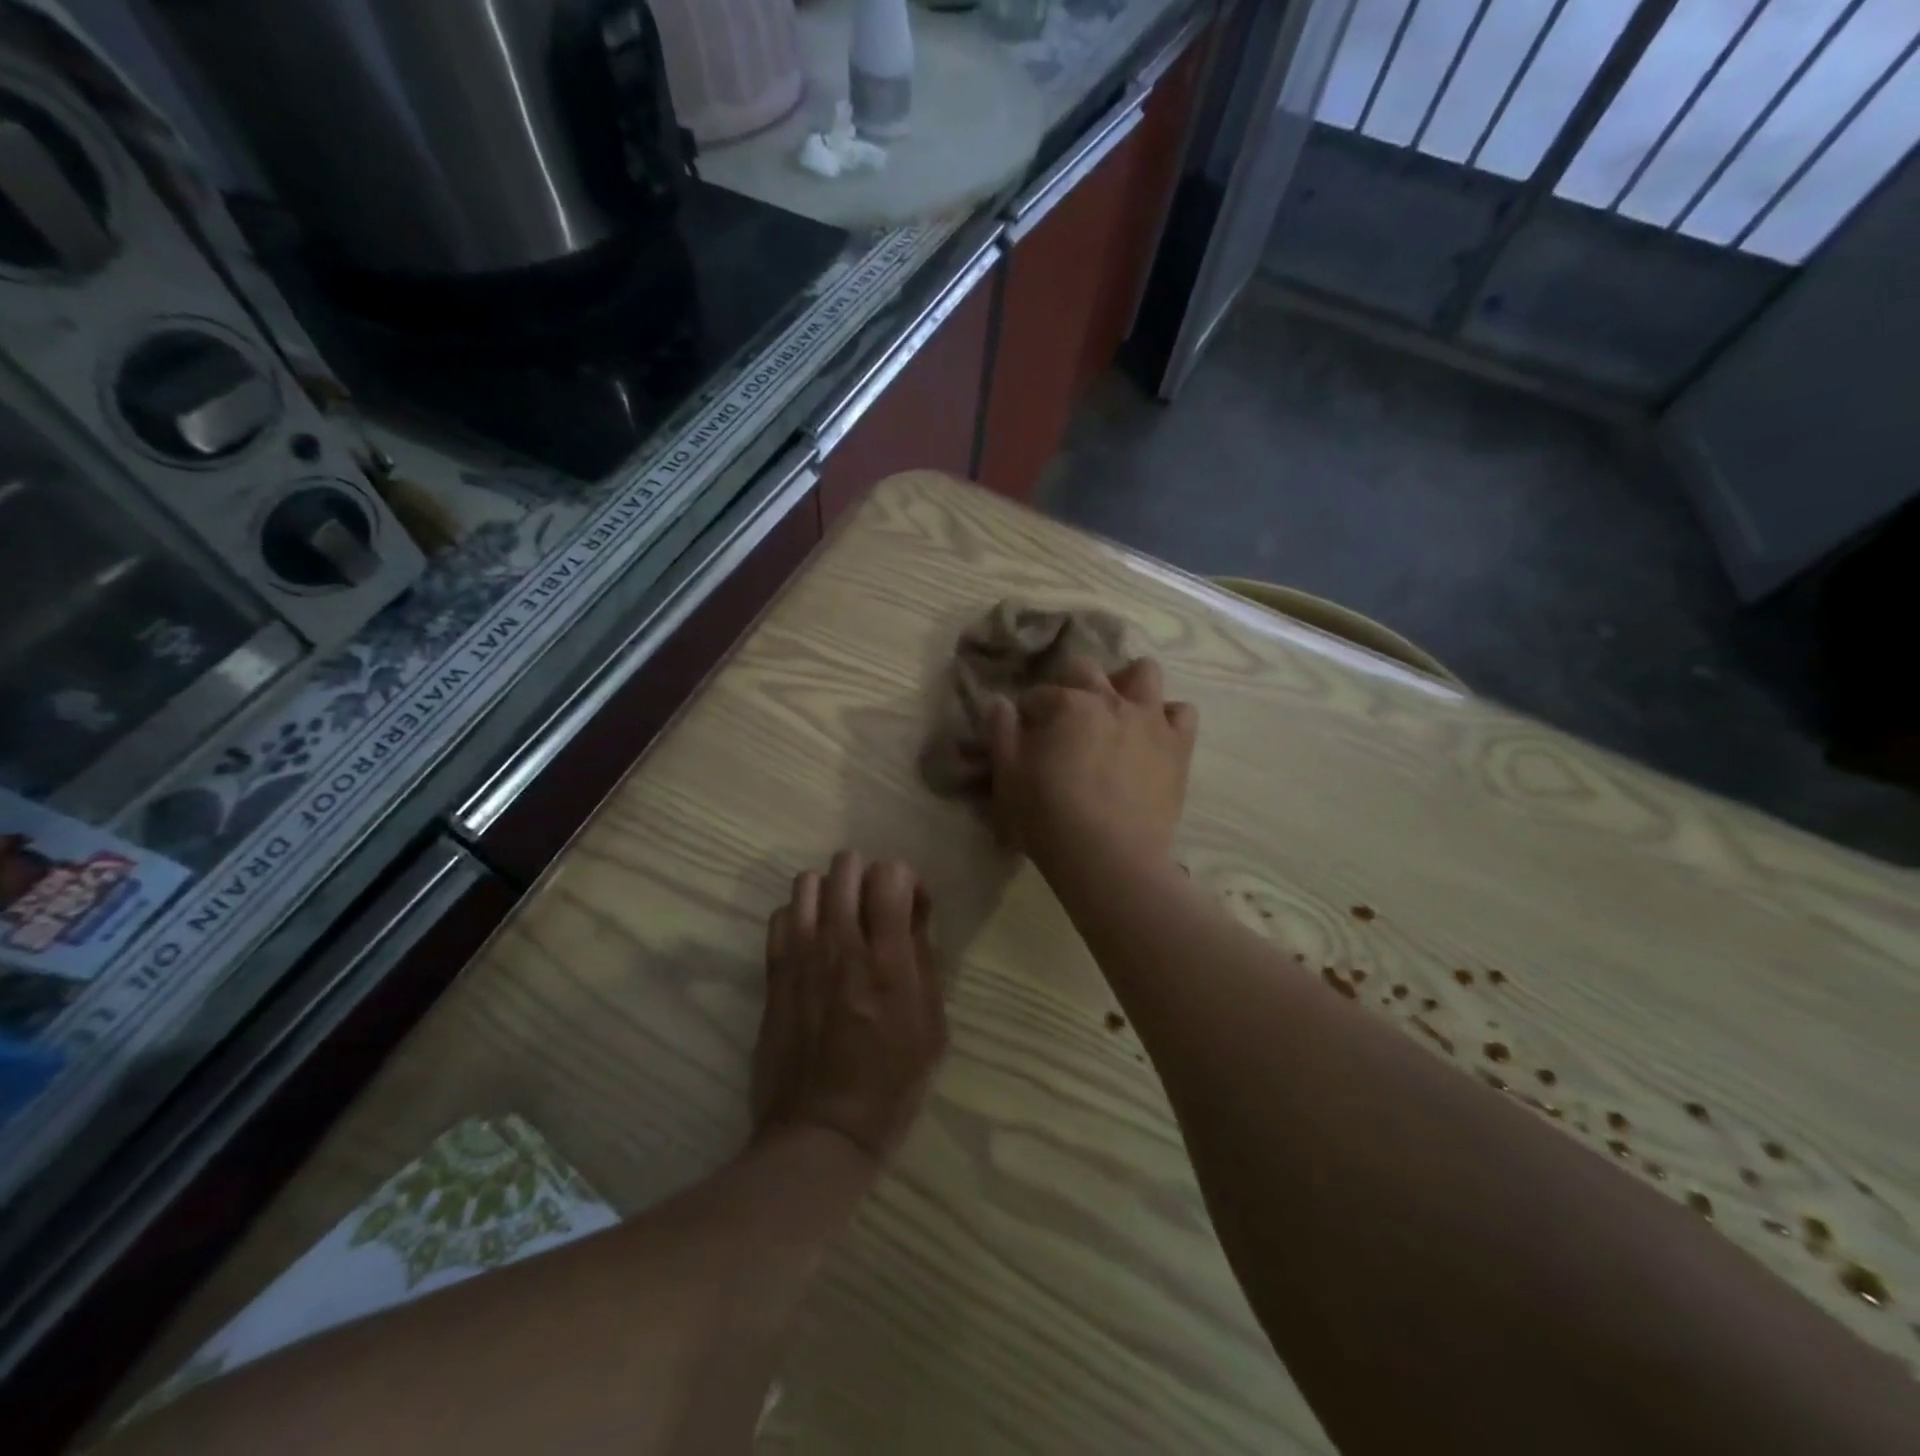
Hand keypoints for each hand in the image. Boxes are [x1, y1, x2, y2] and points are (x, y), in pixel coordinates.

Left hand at [752, 852, 946, 1166]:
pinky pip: (780, 916)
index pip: (891, 873)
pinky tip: (810, 942)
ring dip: (829, 892)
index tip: (908, 906)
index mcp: (889, 959)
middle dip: (866, 875)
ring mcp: (801, 957)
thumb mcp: (932, 1026)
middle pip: (846, 866)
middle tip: (873, 907)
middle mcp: (842, 945)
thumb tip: (915, 914)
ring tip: (839, 920)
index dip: (904, 880)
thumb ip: (925, 961)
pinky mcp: (774, 973)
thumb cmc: (891, 1084)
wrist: (821, 1131)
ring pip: (807, 883)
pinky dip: (798, 917)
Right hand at [986, 654, 1197, 869]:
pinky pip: (1183, 712)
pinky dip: (1167, 717)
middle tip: (1065, 719)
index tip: (1026, 736)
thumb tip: (1000, 704)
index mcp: (1066, 705)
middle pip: (1085, 669)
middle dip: (1070, 685)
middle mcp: (1109, 699)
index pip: (1038, 695)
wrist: (1110, 858)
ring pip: (1144, 672)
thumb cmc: (1049, 819)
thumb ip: (1002, 735)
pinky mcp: (1177, 745)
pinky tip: (1153, 735)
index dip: (1028, 714)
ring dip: (1126, 684)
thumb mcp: (1008, 780)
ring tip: (1116, 710)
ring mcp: (1149, 719)